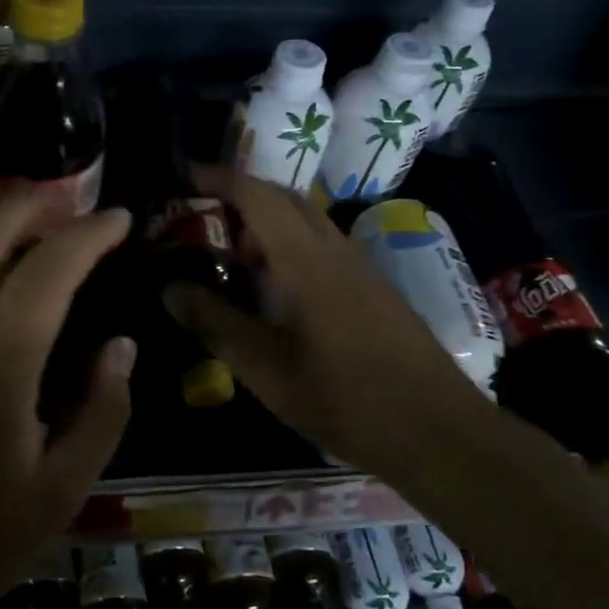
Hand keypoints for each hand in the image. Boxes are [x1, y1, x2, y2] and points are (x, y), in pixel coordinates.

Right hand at [165, 167, 477, 472]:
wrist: (439, 432)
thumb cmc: (345, 398)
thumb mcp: (265, 369)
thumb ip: (214, 323)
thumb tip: (169, 287)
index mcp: (305, 259)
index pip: (257, 195)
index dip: (218, 178)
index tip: (183, 176)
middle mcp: (334, 249)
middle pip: (284, 198)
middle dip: (240, 194)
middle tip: (202, 215)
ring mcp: (360, 267)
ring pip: (306, 221)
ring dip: (266, 221)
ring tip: (232, 253)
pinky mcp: (374, 288)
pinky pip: (322, 245)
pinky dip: (288, 245)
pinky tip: (275, 287)